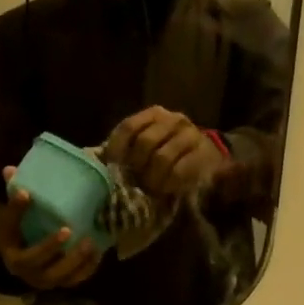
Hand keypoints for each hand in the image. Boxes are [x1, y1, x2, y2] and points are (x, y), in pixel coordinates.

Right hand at [0, 168, 103, 289]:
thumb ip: (13, 199)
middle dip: (60, 252)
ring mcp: (46, 282)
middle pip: (45, 269)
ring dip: (78, 261)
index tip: (57, 221)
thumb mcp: (9, 218)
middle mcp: (29, 275)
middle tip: (74, 232)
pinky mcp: (60, 283)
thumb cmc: (14, 233)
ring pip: (62, 278)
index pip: (28, 253)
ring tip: (91, 243)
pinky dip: (88, 268)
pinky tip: (97, 253)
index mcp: (14, 259)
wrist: (16, 255)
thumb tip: (10, 170)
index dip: (45, 242)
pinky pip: (75, 280)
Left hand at [104, 107, 224, 198]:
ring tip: (150, 189)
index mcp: (154, 115)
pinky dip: (168, 183)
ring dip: (152, 178)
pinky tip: (165, 189)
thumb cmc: (166, 155)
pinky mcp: (203, 154)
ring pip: (162, 157)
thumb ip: (126, 149)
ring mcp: (190, 134)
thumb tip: (97, 161)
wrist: (205, 157)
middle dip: (136, 166)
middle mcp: (173, 120)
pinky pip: (179, 171)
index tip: (113, 168)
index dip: (117, 150)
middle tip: (135, 181)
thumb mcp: (144, 148)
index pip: (128, 127)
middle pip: (145, 142)